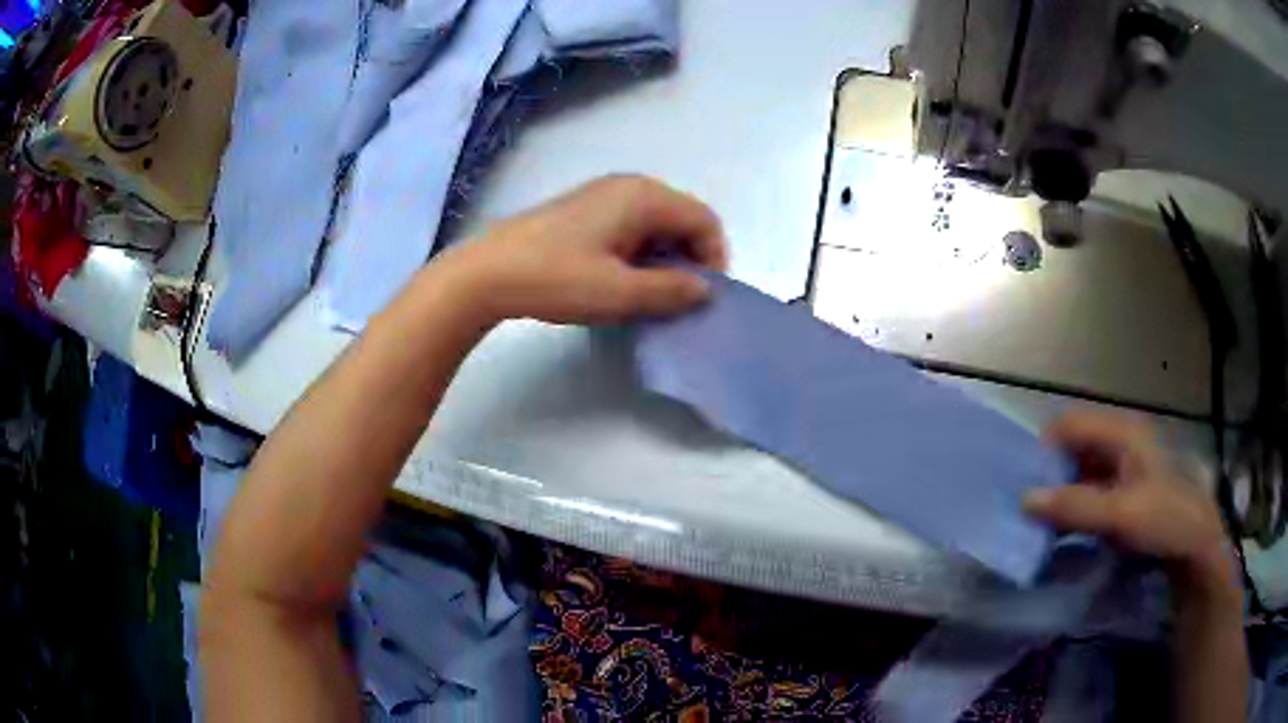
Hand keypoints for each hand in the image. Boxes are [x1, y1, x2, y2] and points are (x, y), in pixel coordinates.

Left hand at [439, 175, 726, 325]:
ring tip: (646, 295)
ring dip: (663, 259)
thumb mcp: (619, 293)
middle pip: (682, 218)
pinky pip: (630, 227)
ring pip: (656, 224)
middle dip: (688, 259)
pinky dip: (639, 253)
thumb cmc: (556, 279)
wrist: (486, 273)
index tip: (700, 297)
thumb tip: (705, 289)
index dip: (713, 259)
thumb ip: (671, 290)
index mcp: (643, 196)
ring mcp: (602, 196)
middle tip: (675, 299)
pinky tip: (618, 281)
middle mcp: (627, 186)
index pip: (704, 220)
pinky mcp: (583, 211)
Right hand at [1023, 412, 1236, 596]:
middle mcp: (1119, 443)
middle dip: (1047, 477)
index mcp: (1121, 433)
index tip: (1020, 486)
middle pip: (1071, 450)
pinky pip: (1087, 496)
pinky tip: (1060, 537)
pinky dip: (1071, 513)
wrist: (1195, 548)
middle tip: (1023, 512)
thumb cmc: (1164, 519)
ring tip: (1035, 528)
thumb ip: (1075, 506)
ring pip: (1078, 475)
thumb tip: (1024, 500)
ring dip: (1058, 498)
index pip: (1068, 425)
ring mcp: (1122, 470)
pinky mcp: (1123, 496)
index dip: (1042, 450)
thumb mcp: (1120, 514)